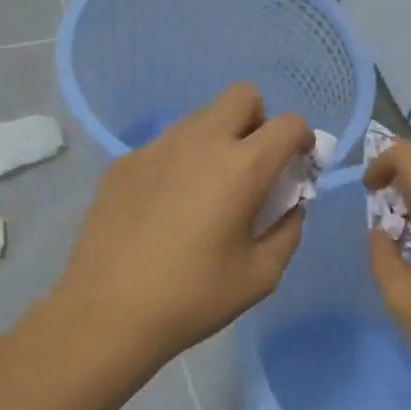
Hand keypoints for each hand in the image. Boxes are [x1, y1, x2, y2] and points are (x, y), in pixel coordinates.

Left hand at [55, 83, 313, 368]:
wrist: (107, 313)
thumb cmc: (192, 298)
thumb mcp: (261, 276)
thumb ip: (288, 231)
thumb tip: (290, 206)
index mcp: (242, 168)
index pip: (289, 124)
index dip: (303, 139)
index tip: (297, 166)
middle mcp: (200, 142)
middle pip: (242, 96)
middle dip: (259, 121)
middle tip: (252, 166)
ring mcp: (156, 148)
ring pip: (200, 118)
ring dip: (217, 139)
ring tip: (205, 191)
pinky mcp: (124, 163)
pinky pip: (165, 145)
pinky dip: (180, 162)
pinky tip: (165, 207)